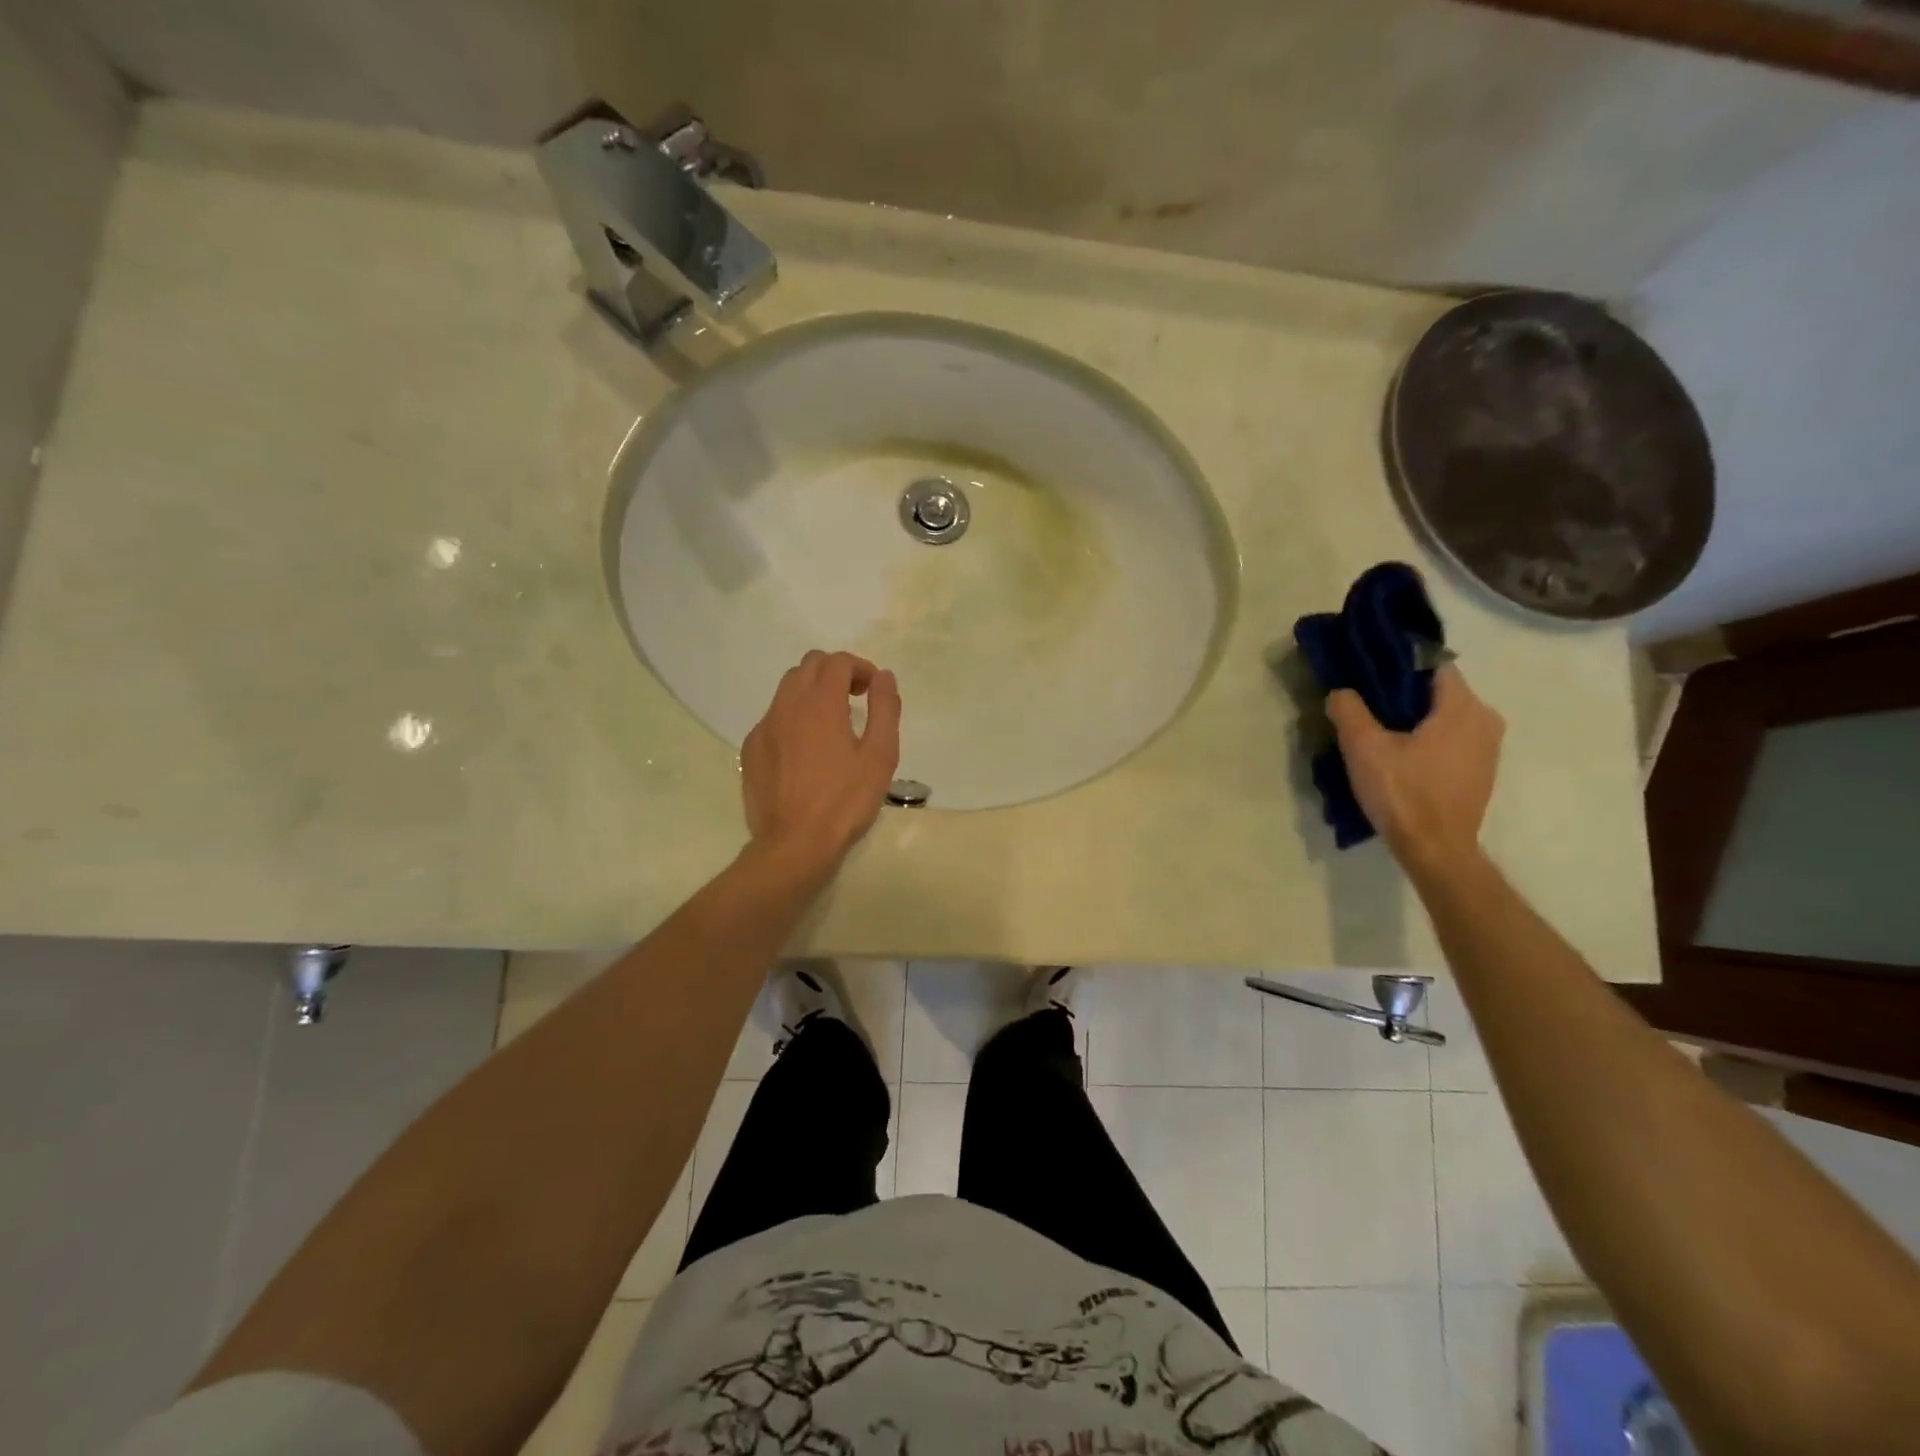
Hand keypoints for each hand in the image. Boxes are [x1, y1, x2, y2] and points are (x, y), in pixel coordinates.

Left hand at [740, 650, 902, 878]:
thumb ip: (885, 709)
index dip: (860, 667)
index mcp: (820, 702)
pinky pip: (773, 717)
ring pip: (787, 688)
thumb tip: (883, 677)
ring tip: (831, 722)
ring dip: (812, 691)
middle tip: (855, 698)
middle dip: (835, 672)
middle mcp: (786, 705)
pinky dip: (792, 717)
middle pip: (809, 666)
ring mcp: (764, 727)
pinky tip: (805, 748)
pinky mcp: (751, 749)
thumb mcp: (880, 755)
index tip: (873, 690)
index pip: (837, 661)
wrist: (794, 844)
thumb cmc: (845, 801)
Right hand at [1326, 664, 1503, 875]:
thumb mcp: (1363, 747)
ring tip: (1379, 729)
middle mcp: (1485, 720)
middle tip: (1366, 702)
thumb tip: (1341, 692)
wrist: (1435, 850)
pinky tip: (1400, 754)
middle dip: (1404, 693)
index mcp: (1463, 707)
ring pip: (1446, 716)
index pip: (1434, 664)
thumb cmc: (1403, 793)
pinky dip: (1428, 738)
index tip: (1368, 672)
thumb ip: (1349, 710)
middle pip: (1440, 690)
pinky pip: (1452, 739)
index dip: (1399, 664)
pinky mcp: (1481, 771)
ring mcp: (1488, 748)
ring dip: (1415, 718)